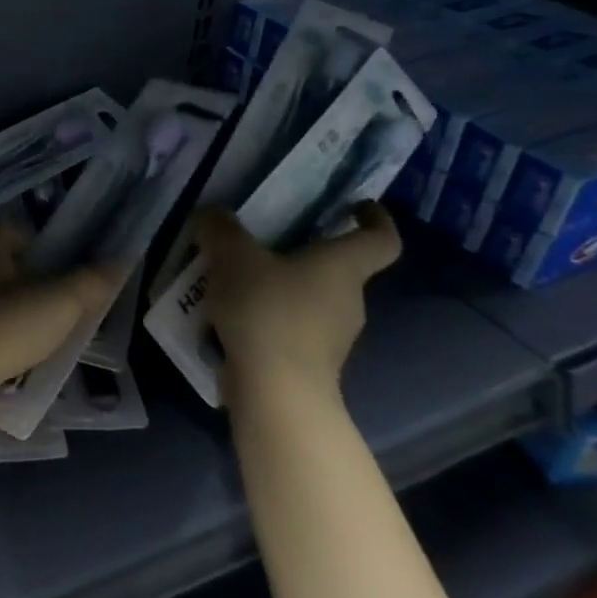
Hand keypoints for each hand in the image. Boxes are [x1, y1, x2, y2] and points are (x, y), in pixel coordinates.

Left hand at [0, 225, 123, 422]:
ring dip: (5, 312)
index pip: (18, 233)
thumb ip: (91, 282)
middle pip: (0, 264)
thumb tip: (120, 260)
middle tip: (54, 313)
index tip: (66, 279)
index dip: (46, 251)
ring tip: (31, 341)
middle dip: (27, 284)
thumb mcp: (58, 305)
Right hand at [189, 204, 401, 405]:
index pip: (382, 239)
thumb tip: (214, 215)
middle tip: (261, 241)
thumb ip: (220, 228)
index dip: (375, 219)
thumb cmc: (267, 311)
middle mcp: (349, 300)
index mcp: (343, 267)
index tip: (357, 206)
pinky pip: (291, 326)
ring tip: (232, 279)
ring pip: (309, 298)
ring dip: (278, 286)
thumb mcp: (231, 255)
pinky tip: (230, 315)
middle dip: (302, 252)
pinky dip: (267, 316)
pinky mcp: (310, 363)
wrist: (275, 391)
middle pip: (336, 268)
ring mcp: (333, 336)